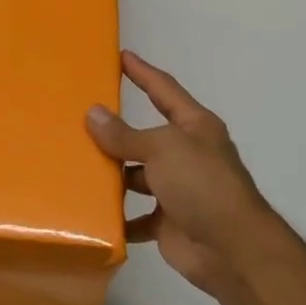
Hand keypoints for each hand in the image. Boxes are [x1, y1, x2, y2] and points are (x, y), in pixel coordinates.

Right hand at [86, 51, 281, 298]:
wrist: (231, 249)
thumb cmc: (202, 185)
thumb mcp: (162, 149)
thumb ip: (125, 135)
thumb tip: (93, 114)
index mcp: (194, 127)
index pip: (164, 90)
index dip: (143, 73)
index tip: (121, 56)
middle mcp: (186, 154)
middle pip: (145, 137)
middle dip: (116, 131)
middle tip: (78, 118)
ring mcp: (177, 190)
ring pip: (136, 176)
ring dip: (112, 176)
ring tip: (74, 166)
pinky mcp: (167, 221)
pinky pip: (135, 216)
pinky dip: (118, 217)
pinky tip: (91, 212)